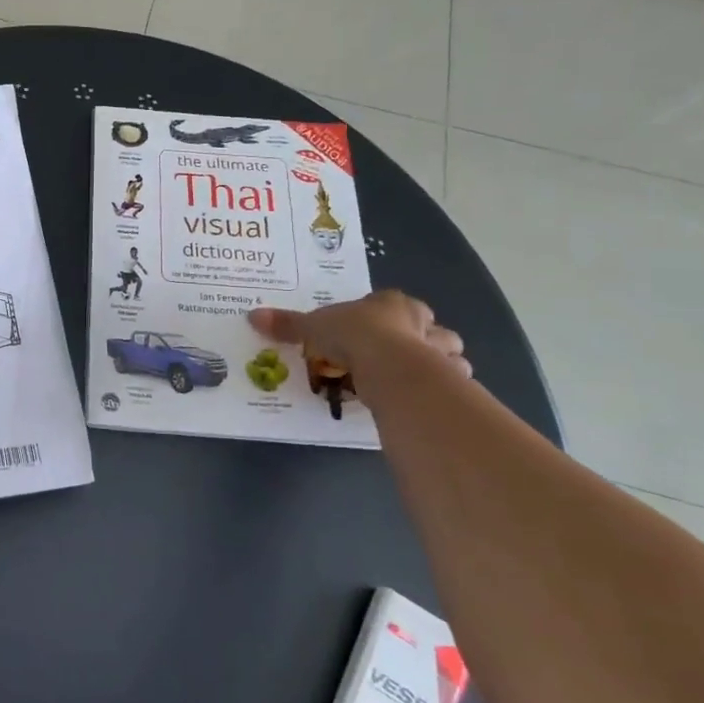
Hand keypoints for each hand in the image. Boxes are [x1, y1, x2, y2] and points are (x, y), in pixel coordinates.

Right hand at [249, 290, 470, 386]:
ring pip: (448, 354)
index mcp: (392, 303)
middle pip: (430, 328)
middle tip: (394, 357)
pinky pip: (450, 384)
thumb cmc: (354, 337)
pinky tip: (419, 399)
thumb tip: (253, 316)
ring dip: (436, 365)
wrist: (391, 369)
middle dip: (420, 339)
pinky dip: (440, 391)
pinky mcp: (450, 382)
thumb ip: (288, 325)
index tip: (371, 330)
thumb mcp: (313, 329)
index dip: (385, 316)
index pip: (395, 304)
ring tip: (409, 381)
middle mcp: (424, 323)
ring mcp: (441, 352)